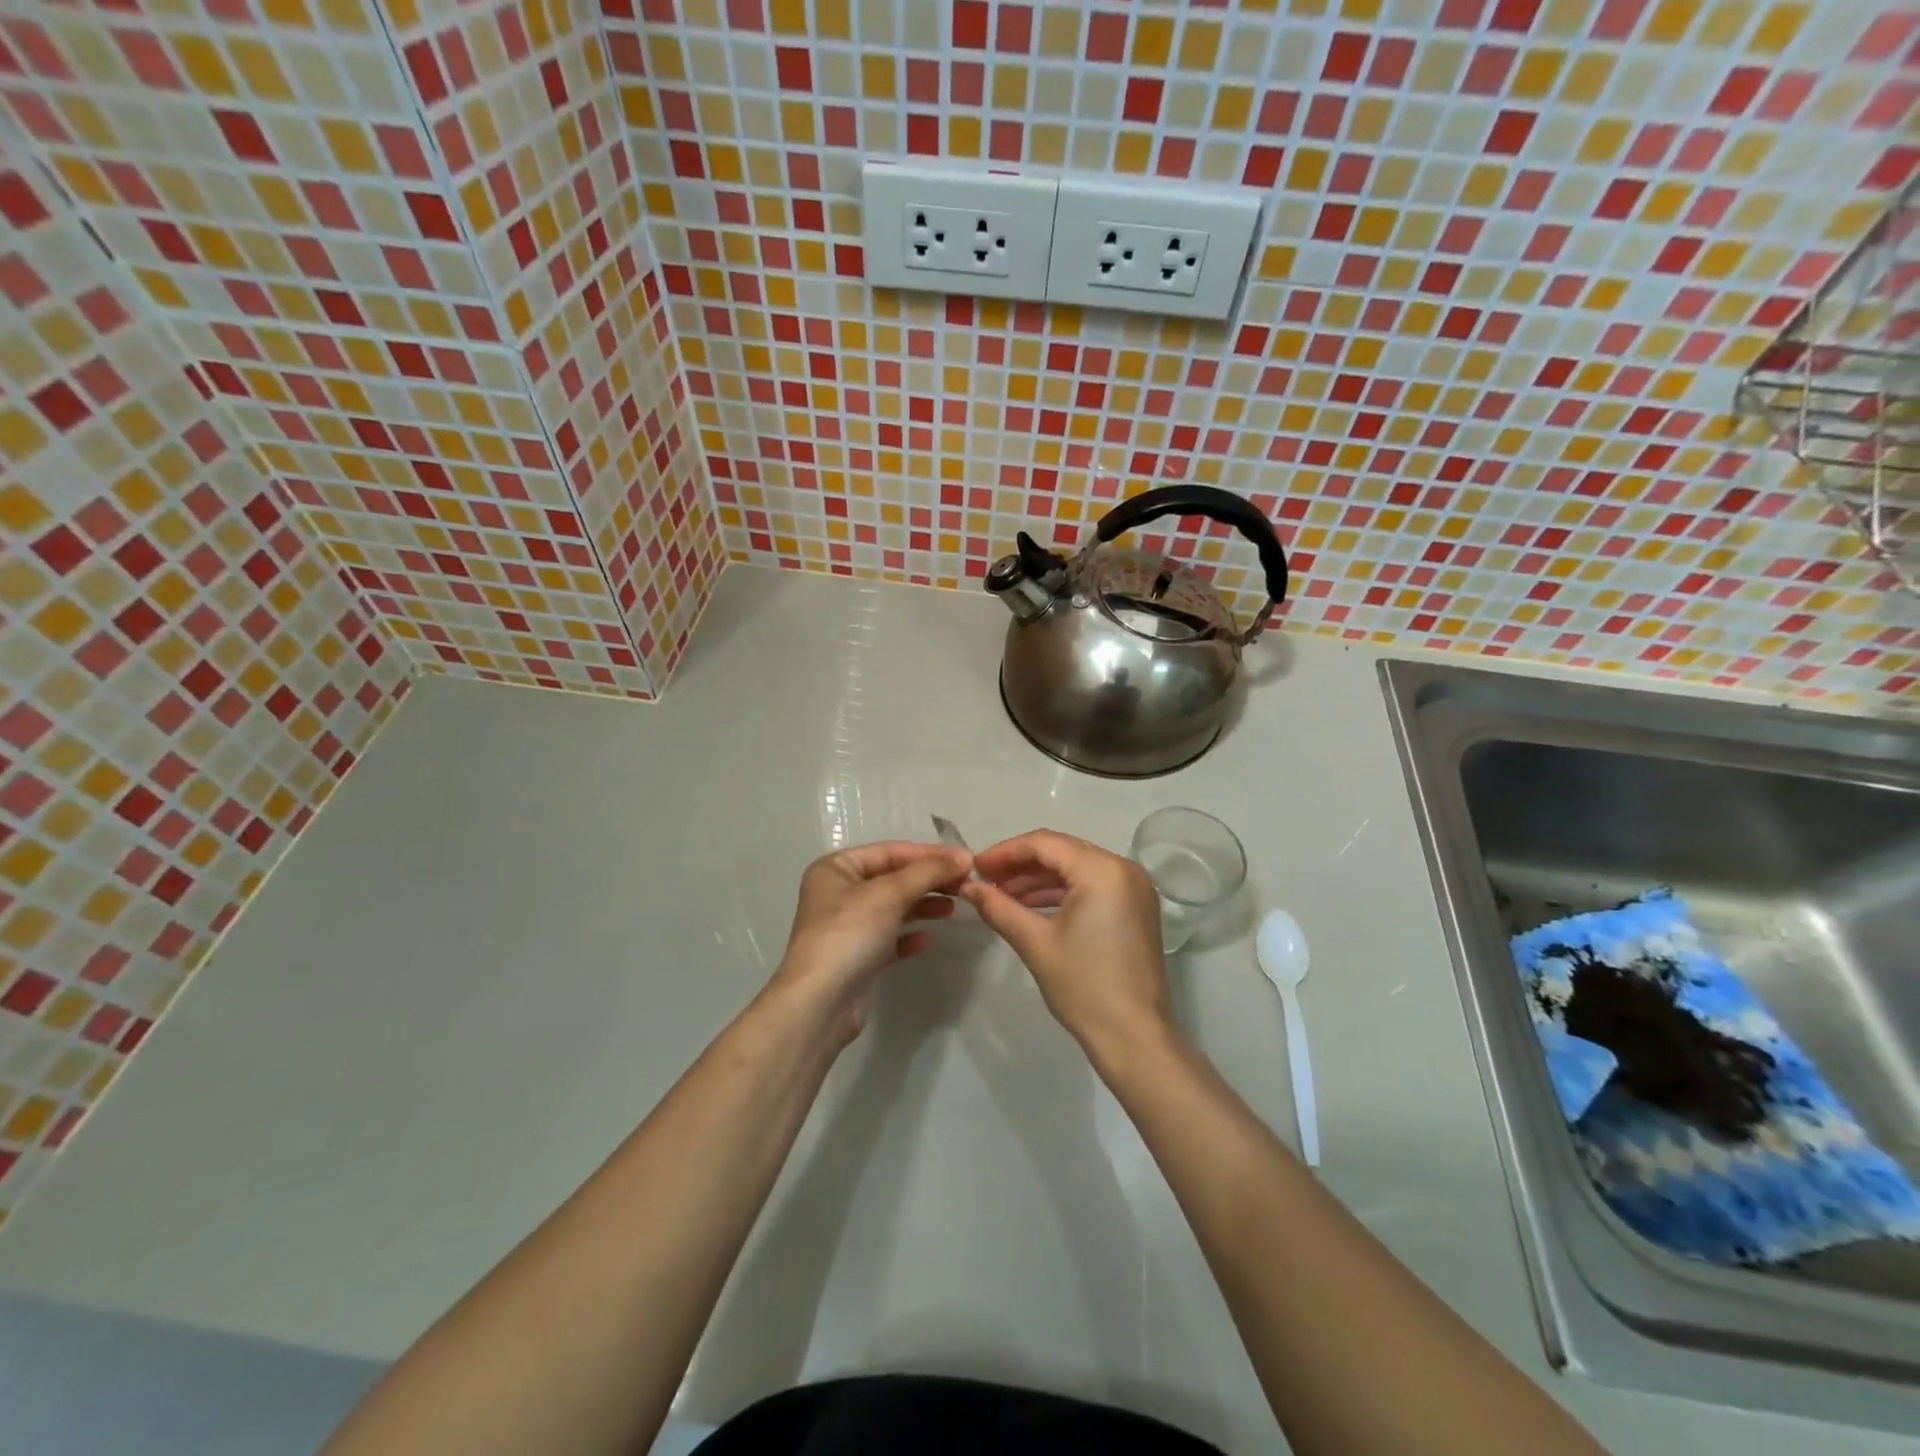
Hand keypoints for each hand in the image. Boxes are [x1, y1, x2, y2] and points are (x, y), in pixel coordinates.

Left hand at [768, 841, 969, 1044]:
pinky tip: (927, 939)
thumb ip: (928, 871)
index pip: (890, 851)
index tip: (966, 860)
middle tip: (965, 885)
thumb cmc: (850, 934)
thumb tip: (963, 857)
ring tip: (952, 908)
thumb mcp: (890, 893)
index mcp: (836, 868)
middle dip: (928, 880)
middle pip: (893, 878)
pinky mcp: (856, 957)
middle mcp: (838, 893)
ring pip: (893, 907)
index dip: (929, 854)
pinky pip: (889, 938)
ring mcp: (846, 927)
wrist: (820, 1003)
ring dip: (923, 904)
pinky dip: (909, 935)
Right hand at [960, 830, 1171, 1059]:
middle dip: (1021, 864)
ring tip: (1002, 895)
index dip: (1005, 852)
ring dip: (1039, 878)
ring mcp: (1134, 888)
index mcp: (1102, 870)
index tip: (975, 867)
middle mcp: (1123, 868)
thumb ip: (998, 907)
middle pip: (1062, 851)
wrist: (1134, 1037)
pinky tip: (1031, 906)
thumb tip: (967, 887)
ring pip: (1076, 867)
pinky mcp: (1135, 907)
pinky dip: (1062, 892)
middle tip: (985, 879)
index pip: (1045, 843)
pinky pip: (1092, 885)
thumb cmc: (1083, 986)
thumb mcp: (1034, 943)